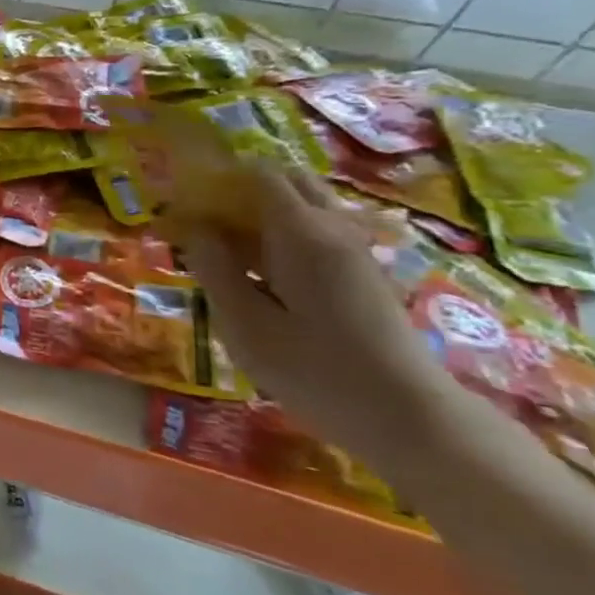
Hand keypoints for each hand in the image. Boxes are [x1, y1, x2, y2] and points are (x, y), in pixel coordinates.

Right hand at [175, 165, 449, 456]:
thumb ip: (215, 270)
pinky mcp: (363, 275)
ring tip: (226, 251)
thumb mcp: (245, 325)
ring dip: (262, 214)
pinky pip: (317, 232)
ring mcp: (355, 252)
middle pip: (287, 182)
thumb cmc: (316, 371)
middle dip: (241, 190)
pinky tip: (260, 275)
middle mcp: (334, 230)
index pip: (258, 175)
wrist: (411, 419)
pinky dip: (282, 236)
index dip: (217, 178)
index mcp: (302, 233)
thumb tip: (195, 230)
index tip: (183, 204)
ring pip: (305, 207)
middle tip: (204, 224)